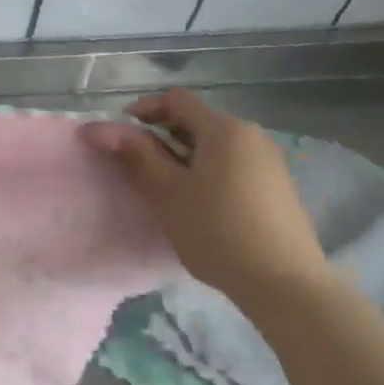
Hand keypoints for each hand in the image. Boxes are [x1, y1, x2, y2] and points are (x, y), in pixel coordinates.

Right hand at [84, 89, 328, 309]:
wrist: (284, 284)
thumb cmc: (216, 231)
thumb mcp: (166, 192)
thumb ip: (135, 155)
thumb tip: (99, 128)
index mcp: (224, 129)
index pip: (176, 100)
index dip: (142, 109)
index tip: (119, 135)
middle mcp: (251, 135)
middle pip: (197, 121)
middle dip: (162, 136)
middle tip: (136, 166)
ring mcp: (269, 161)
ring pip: (215, 145)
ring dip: (184, 156)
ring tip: (165, 188)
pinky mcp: (277, 187)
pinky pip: (233, 165)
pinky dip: (207, 171)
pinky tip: (198, 204)